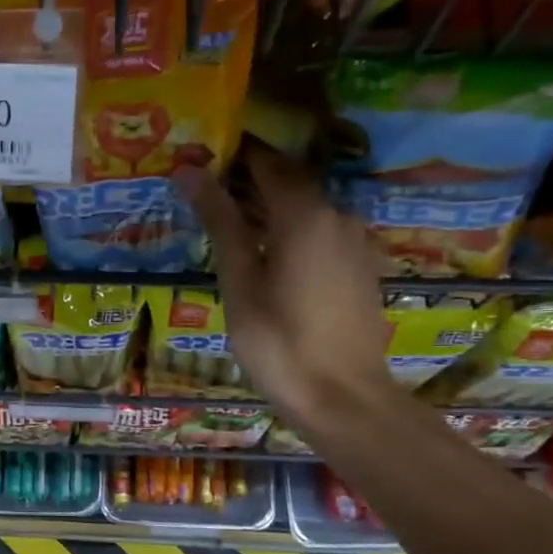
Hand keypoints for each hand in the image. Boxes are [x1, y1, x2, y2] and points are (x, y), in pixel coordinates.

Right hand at [176, 153, 394, 429]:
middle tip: (210, 192)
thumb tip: (190, 170)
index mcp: (303, 214)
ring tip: (234, 225)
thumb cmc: (279, 342)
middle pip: (290, 182)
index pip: (266, 163)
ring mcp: (355, 240)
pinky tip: (270, 256)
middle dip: (251, 181)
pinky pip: (323, 231)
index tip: (202, 158)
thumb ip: (220, 222)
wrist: (343, 397)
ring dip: (272, 208)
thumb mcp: (239, 282)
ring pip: (308, 208)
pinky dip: (293, 231)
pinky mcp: (361, 265)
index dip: (234, 156)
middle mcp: (337, 214)